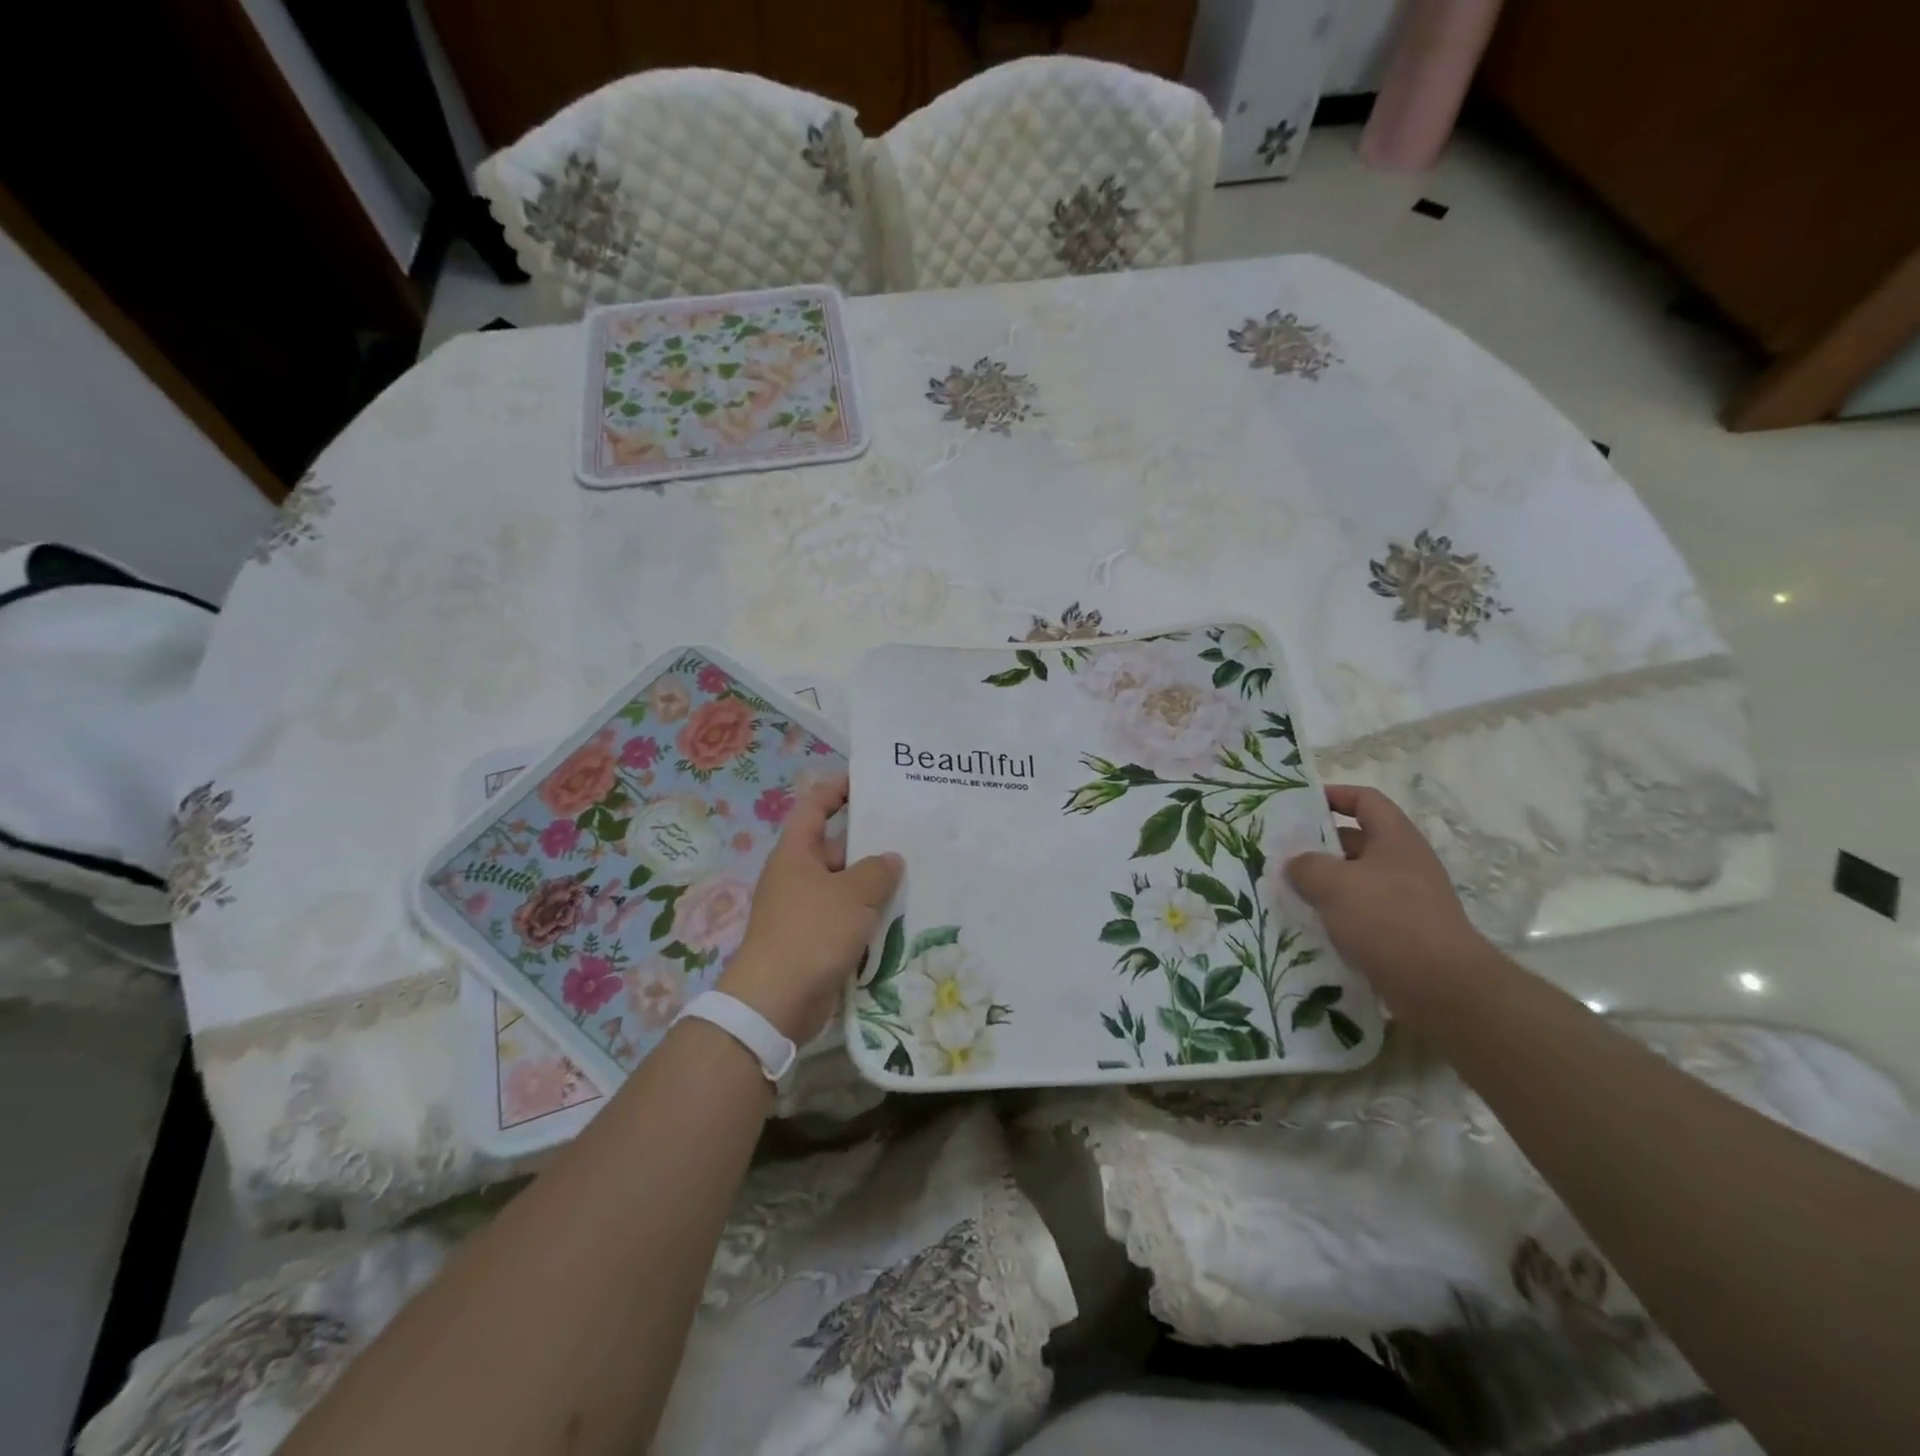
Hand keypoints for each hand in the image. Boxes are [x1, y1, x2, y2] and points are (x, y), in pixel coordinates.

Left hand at [718, 776, 903, 1043]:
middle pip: (836, 849)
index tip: (867, 781)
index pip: (815, 807)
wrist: (776, 1001)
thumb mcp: (852, 894)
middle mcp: (797, 877)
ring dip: (874, 886)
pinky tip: (902, 919)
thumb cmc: (812, 932)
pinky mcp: (814, 943)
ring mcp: (805, 911)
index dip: (837, 789)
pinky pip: (847, 920)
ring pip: (845, 888)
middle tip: (911, 836)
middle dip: (870, 844)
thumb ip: (876, 871)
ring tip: (917, 876)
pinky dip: (869, 918)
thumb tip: (889, 859)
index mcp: (796, 854)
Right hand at [1285, 785, 1490, 1019]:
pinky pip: (1359, 914)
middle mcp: (1403, 864)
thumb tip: (1295, 864)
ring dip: (1322, 884)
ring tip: (1285, 891)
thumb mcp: (1335, 883)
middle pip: (1355, 842)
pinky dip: (1334, 915)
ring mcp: (1404, 900)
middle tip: (1279, 853)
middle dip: (1317, 846)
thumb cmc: (1388, 919)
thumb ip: (1306, 866)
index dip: (1334, 795)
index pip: (1365, 800)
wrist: (1441, 987)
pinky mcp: (1399, 933)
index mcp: (1395, 839)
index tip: (1299, 804)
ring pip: (1353, 881)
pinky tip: (1307, 925)